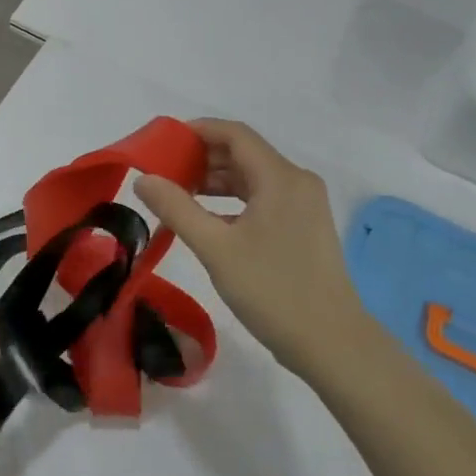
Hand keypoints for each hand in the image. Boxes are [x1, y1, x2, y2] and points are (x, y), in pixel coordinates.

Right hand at [137, 119, 366, 378]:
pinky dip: (233, 203)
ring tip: (178, 196)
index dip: (197, 131)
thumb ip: (176, 208)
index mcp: (280, 177)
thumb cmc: (272, 290)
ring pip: (252, 178)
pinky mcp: (304, 227)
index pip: (234, 134)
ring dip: (215, 182)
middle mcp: (296, 181)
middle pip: (243, 154)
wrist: (332, 344)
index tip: (163, 141)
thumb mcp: (215, 248)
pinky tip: (207, 221)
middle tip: (163, 173)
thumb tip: (143, 178)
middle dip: (202, 158)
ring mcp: (304, 205)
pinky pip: (262, 199)